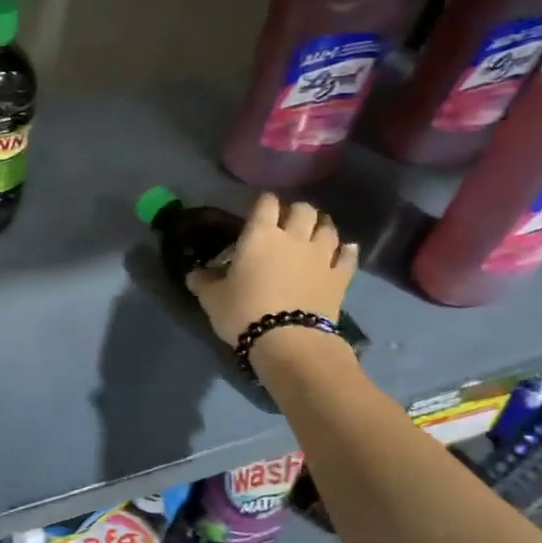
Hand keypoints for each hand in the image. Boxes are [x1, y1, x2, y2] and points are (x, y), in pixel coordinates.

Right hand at [185, 194, 357, 345]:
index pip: (265, 203)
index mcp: (260, 235)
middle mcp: (294, 237)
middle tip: (288, 220)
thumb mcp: (212, 299)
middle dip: (296, 210)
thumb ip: (203, 282)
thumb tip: (193, 274)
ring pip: (328, 228)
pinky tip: (345, 249)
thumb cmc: (244, 312)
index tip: (259, 207)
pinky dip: (346, 250)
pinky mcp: (340, 278)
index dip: (264, 201)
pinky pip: (348, 256)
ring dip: (322, 225)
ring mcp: (321, 256)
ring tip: (316, 230)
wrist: (288, 341)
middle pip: (302, 209)